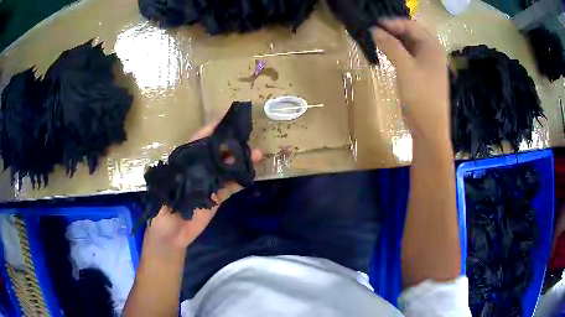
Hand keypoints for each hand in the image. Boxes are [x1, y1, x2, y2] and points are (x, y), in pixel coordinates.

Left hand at [146, 122, 261, 249]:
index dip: (210, 131)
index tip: (224, 121)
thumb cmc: (162, 213)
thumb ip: (172, 176)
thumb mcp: (164, 191)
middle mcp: (197, 171)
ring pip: (226, 169)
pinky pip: (231, 187)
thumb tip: (176, 160)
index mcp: (183, 165)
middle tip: (247, 137)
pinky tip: (251, 173)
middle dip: (231, 145)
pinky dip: (240, 180)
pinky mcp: (217, 197)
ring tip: (255, 153)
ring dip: (240, 161)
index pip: (197, 143)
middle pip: (216, 154)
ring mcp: (209, 184)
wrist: (172, 236)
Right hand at [372, 19, 449, 143]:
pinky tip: (385, 52)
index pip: (409, 25)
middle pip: (410, 32)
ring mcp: (428, 62)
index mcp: (432, 46)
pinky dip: (397, 51)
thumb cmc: (421, 97)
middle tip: (371, 30)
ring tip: (375, 39)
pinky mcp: (423, 73)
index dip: (390, 22)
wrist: (429, 129)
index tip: (371, 24)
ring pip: (408, 44)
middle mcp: (432, 51)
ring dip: (393, 40)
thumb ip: (389, 45)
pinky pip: (408, 55)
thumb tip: (372, 29)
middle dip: (391, 30)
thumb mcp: (405, 68)